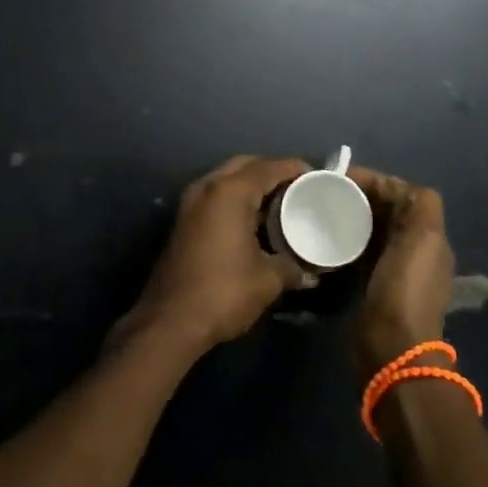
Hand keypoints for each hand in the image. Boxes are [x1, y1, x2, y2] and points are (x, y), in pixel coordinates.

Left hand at [116, 155, 309, 353]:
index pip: (268, 168)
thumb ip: (292, 268)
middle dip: (271, 172)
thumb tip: (311, 273)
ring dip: (252, 186)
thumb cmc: (223, 292)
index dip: (294, 169)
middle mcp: (208, 188)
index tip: (316, 177)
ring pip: (227, 180)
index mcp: (229, 193)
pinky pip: (216, 197)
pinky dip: (236, 200)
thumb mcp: (267, 280)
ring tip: (280, 204)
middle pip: (245, 165)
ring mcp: (191, 203)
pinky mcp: (184, 221)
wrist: (170, 321)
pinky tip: (254, 221)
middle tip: (297, 188)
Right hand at [348, 167, 454, 380]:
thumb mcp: (422, 239)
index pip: (403, 193)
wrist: (391, 347)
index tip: (342, 177)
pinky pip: (359, 250)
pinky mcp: (372, 284)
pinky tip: (327, 236)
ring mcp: (393, 268)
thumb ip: (420, 206)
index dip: (376, 181)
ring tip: (323, 208)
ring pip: (371, 229)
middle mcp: (414, 248)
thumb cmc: (404, 288)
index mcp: (429, 235)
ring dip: (352, 216)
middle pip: (386, 210)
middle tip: (327, 191)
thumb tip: (393, 187)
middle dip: (361, 196)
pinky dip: (346, 238)